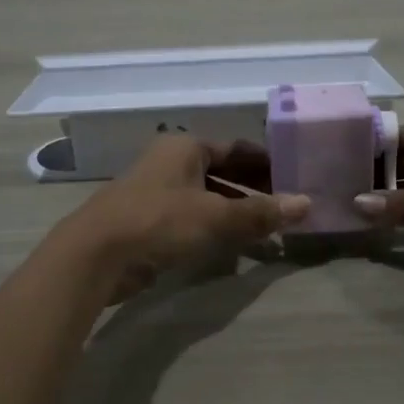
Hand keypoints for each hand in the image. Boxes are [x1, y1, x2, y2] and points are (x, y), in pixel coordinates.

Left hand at [62, 135, 309, 302]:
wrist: (96, 254)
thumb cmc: (159, 222)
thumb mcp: (216, 216)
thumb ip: (260, 212)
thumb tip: (306, 203)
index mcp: (186, 148)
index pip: (236, 148)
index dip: (266, 162)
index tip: (294, 176)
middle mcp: (170, 163)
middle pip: (222, 171)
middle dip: (253, 188)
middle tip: (286, 205)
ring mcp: (156, 192)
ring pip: (206, 196)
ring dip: (235, 210)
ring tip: (267, 228)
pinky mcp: (147, 221)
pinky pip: (191, 217)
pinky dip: (213, 227)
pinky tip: (232, 245)